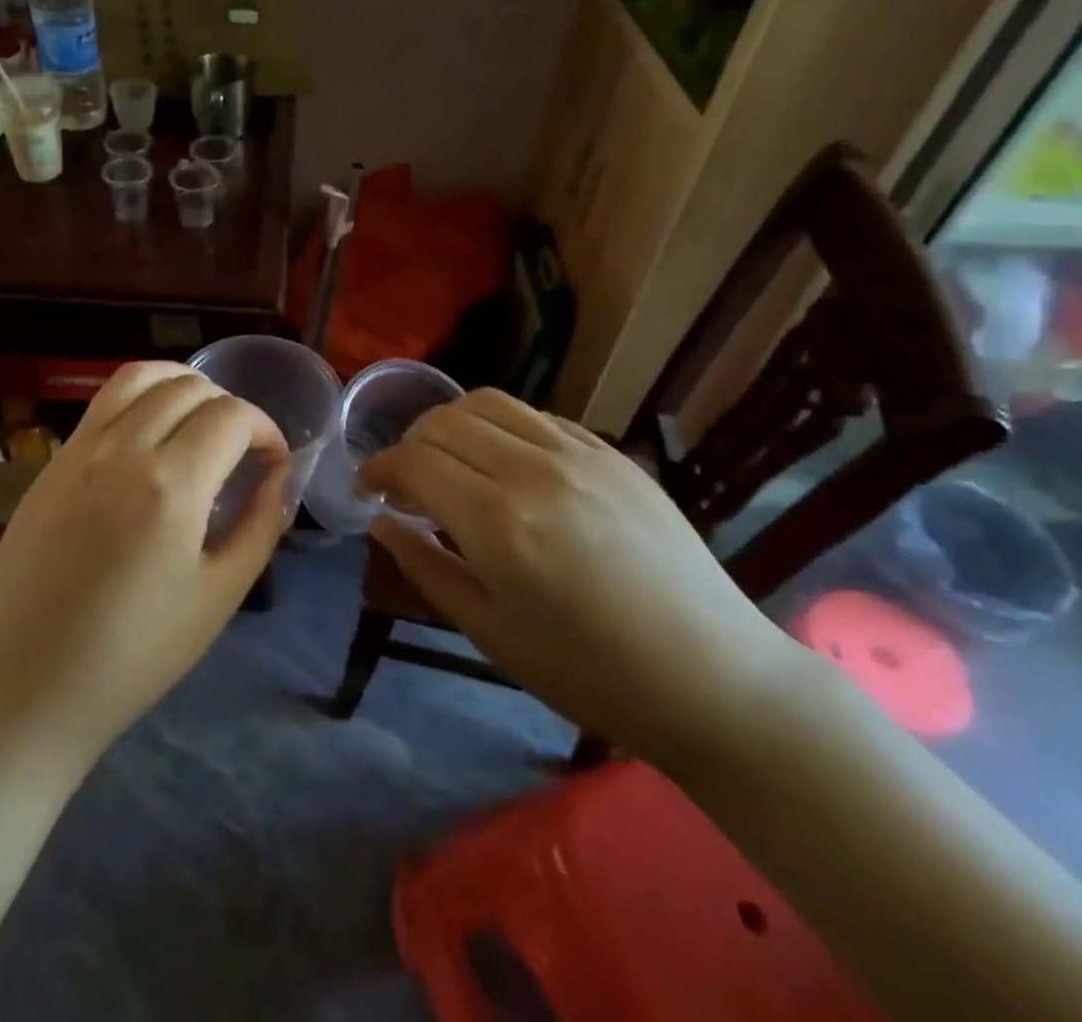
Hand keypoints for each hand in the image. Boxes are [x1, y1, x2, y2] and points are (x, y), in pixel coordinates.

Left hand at [0, 363, 291, 767]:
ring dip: (181, 385)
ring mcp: (79, 449)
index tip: (273, 461)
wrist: (23, 688)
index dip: (266, 429)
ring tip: (198, 422)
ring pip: (140, 376)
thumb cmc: (133, 655)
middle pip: (189, 386)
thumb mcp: (219, 596)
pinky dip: (140, 399)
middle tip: (241, 449)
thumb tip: (280, 476)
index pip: (233, 415)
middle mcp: (123, 448)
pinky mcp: (50, 462)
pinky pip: (103, 403)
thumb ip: (260, 525)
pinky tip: (149, 440)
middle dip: (229, 406)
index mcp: (172, 484)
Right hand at [359, 389, 796, 768]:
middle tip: (406, 484)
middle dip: (409, 445)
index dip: (379, 469)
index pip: (414, 461)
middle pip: (444, 422)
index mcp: (498, 522)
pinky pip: (538, 417)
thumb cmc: (589, 672)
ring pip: (489, 403)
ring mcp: (579, 454)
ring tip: (451, 462)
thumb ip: (425, 566)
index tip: (369, 491)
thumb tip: (382, 521)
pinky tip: (506, 465)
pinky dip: (502, 428)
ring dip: (452, 424)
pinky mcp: (613, 453)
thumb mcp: (490, 631)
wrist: (712, 678)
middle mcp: (534, 469)